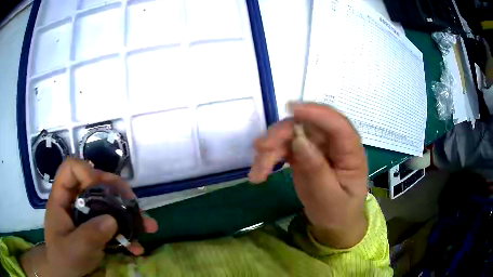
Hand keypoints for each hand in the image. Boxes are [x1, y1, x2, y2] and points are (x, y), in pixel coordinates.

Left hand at [21, 158, 158, 276]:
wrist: (66, 274)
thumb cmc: (64, 259)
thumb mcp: (74, 249)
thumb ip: (89, 235)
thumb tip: (112, 219)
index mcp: (62, 199)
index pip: (71, 169)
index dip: (87, 172)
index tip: (104, 190)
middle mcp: (75, 201)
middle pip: (95, 182)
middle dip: (117, 190)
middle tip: (133, 203)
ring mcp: (87, 215)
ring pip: (108, 203)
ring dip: (129, 213)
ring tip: (148, 225)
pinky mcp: (97, 228)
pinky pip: (114, 224)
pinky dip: (128, 233)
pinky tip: (138, 247)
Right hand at [249, 103, 367, 247]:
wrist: (333, 224)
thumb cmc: (338, 212)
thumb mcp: (329, 197)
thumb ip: (316, 169)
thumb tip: (298, 139)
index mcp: (351, 152)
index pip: (338, 125)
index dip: (316, 113)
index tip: (291, 109)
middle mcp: (334, 143)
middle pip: (308, 125)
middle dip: (283, 133)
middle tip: (261, 149)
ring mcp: (317, 147)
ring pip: (291, 134)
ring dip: (271, 147)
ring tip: (257, 171)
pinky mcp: (303, 154)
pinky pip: (283, 148)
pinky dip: (269, 157)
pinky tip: (258, 173)